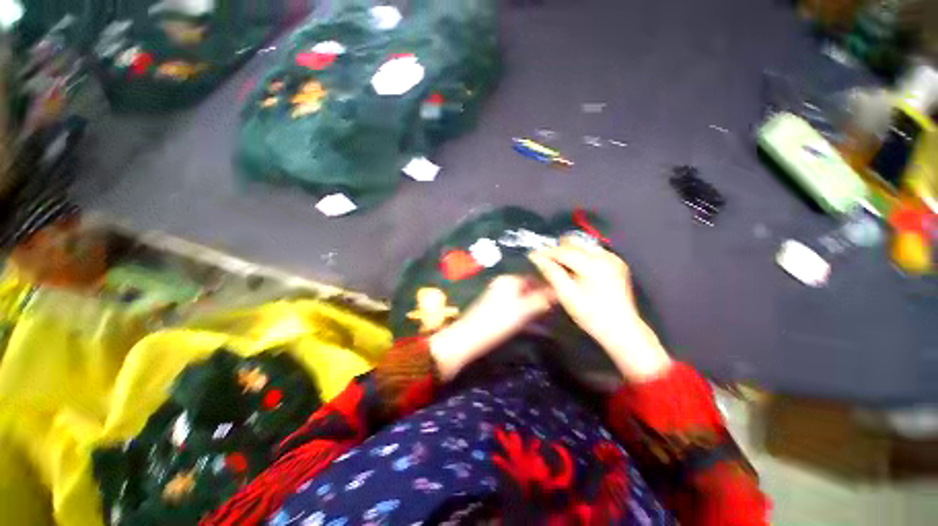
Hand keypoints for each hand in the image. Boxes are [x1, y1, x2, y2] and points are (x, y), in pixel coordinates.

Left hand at [429, 275, 554, 380]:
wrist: (470, 336)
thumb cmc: (498, 321)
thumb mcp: (524, 310)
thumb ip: (541, 300)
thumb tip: (557, 292)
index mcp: (510, 280)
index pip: (534, 278)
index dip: (548, 286)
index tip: (561, 296)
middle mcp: (503, 284)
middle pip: (528, 288)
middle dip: (541, 297)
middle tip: (555, 308)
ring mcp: (497, 295)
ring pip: (522, 298)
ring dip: (534, 306)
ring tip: (547, 317)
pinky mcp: (494, 307)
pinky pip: (515, 306)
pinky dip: (524, 313)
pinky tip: (533, 324)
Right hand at [528, 242, 671, 381]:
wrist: (621, 328)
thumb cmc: (591, 314)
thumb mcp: (567, 295)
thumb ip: (551, 272)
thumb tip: (536, 256)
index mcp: (593, 264)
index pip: (563, 251)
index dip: (546, 252)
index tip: (533, 255)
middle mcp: (604, 256)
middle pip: (574, 243)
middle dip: (558, 250)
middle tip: (548, 263)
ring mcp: (613, 258)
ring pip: (583, 245)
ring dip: (569, 253)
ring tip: (562, 267)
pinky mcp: (617, 263)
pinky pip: (593, 252)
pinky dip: (581, 257)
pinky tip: (577, 270)